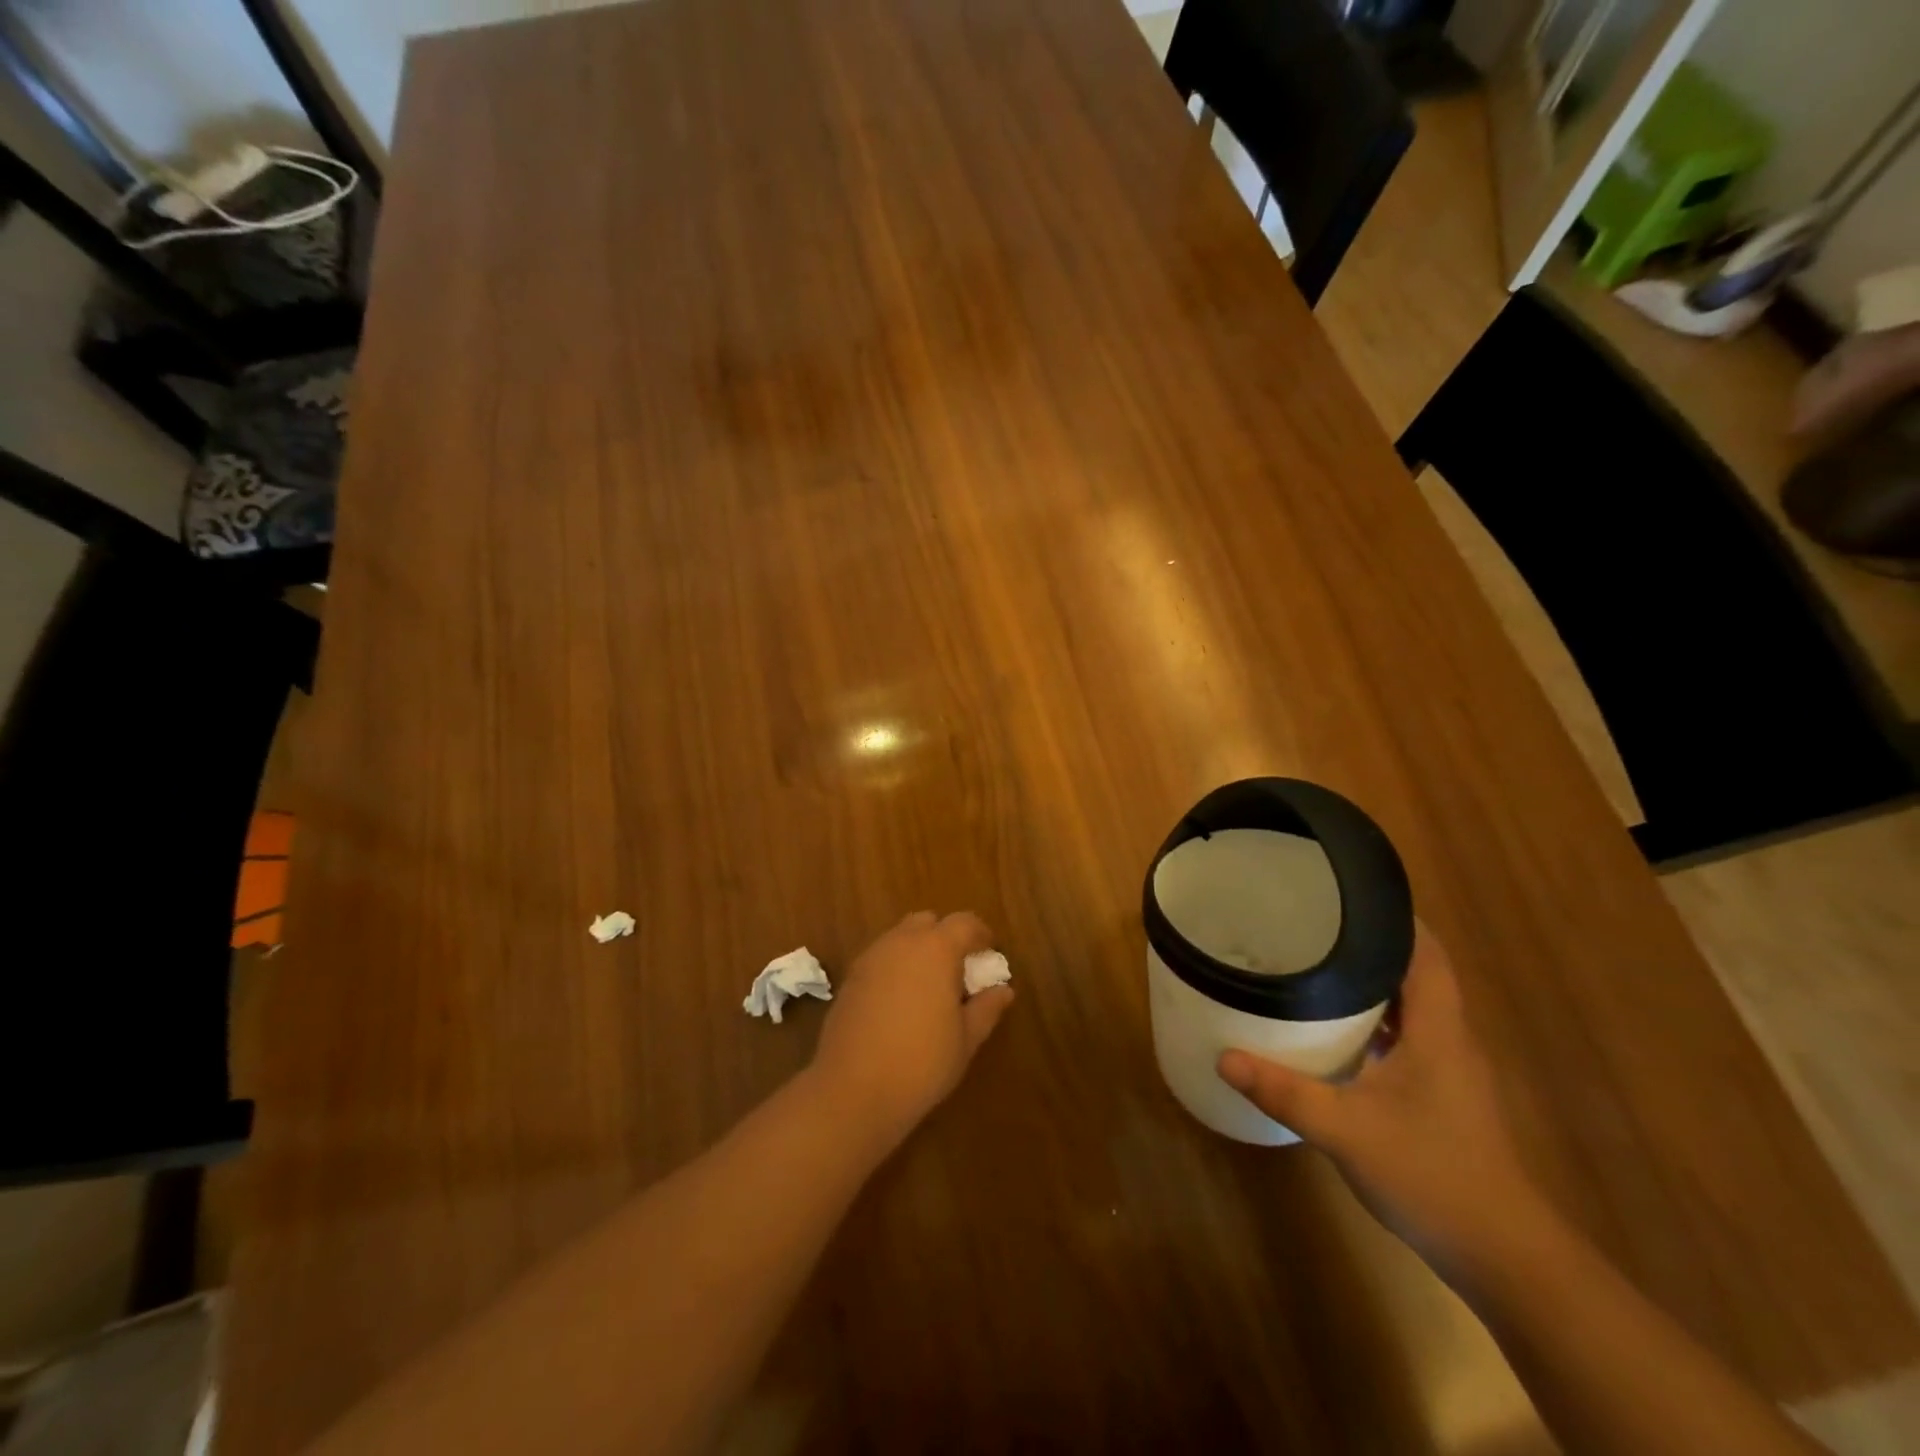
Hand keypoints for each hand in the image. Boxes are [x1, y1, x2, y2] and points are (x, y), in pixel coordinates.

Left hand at [810, 911, 1014, 1148]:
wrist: (852, 1090)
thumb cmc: (921, 1063)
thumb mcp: (966, 1039)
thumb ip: (987, 1008)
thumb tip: (1003, 989)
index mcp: (936, 948)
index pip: (965, 922)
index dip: (981, 935)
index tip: (990, 955)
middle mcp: (901, 942)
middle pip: (928, 922)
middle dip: (946, 937)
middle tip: (958, 971)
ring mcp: (871, 957)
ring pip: (901, 937)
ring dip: (918, 950)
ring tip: (929, 988)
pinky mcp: (850, 978)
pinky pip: (881, 958)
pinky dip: (896, 967)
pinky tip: (901, 1002)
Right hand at [1217, 927, 1548, 1275]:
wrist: (1505, 1258)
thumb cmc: (1432, 1176)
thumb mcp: (1346, 1131)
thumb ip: (1284, 1091)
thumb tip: (1223, 1057)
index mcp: (1439, 1032)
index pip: (1428, 955)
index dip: (1398, 919)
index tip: (1351, 894)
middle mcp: (1451, 1041)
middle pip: (1418, 974)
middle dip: (1372, 945)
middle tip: (1316, 925)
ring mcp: (1450, 1072)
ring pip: (1412, 1009)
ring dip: (1373, 985)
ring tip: (1317, 966)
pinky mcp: (1442, 1098)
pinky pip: (1408, 1039)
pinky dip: (1375, 1023)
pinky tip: (1336, 1031)